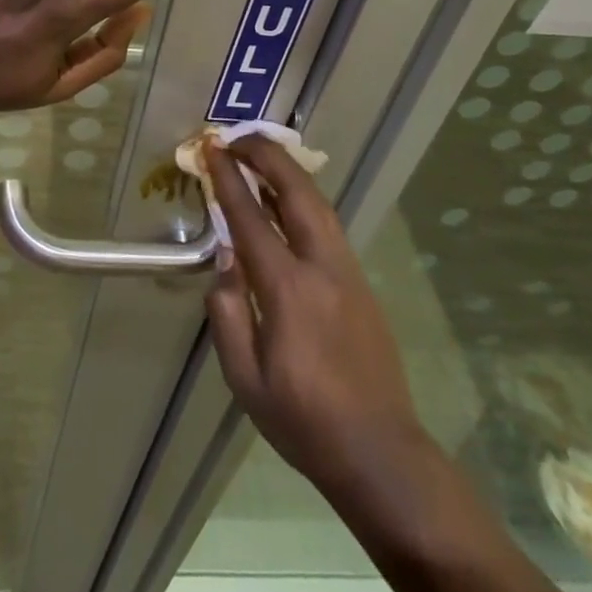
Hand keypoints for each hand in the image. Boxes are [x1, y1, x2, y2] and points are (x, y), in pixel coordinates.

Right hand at [204, 136, 428, 506]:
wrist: (380, 453)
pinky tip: (286, 204)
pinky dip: (303, 199)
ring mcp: (348, 272)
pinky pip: (328, 225)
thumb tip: (225, 260)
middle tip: (237, 138)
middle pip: (297, 191)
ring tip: (259, 159)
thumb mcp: (244, 378)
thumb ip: (226, 312)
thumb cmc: (303, 420)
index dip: (228, 178)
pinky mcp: (362, 283)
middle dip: (266, 155)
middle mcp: (322, 267)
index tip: (211, 149)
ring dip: (287, 172)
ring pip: (319, 203)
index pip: (251, 217)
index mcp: (287, 288)